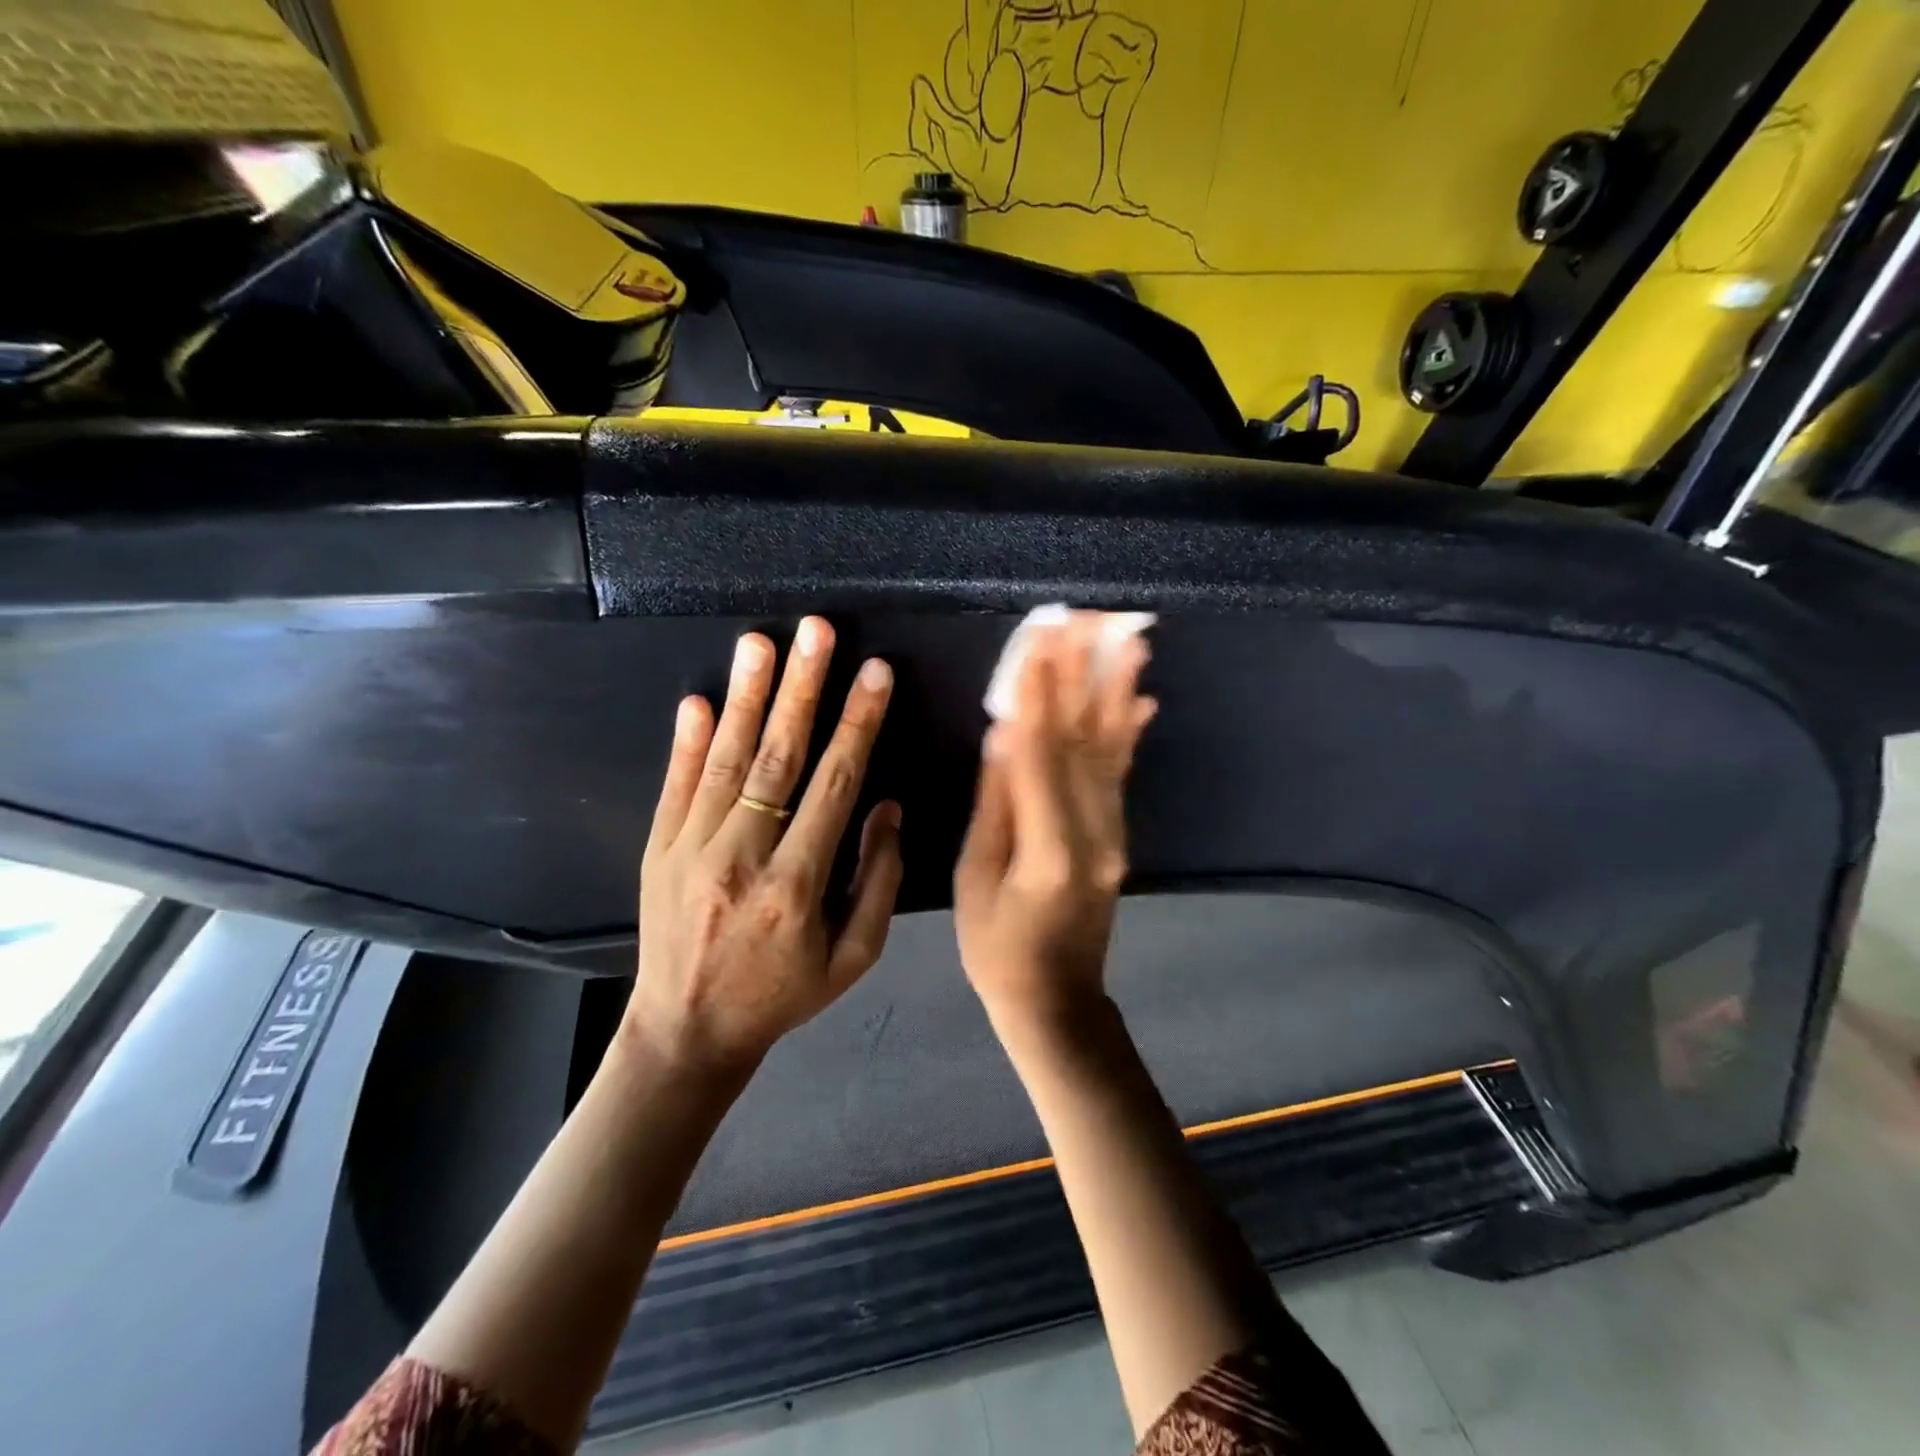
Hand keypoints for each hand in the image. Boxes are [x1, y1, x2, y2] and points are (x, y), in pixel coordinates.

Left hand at [626, 618, 904, 1073]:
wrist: (686, 1033)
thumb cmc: (782, 995)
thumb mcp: (853, 958)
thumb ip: (878, 881)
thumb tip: (887, 806)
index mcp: (796, 886)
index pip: (834, 786)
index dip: (857, 725)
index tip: (874, 673)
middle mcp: (741, 858)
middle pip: (777, 758)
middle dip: (803, 689)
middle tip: (817, 631)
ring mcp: (691, 850)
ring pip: (724, 761)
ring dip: (745, 697)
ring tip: (760, 642)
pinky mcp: (658, 850)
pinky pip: (675, 786)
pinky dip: (687, 741)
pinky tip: (699, 699)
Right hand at [954, 614, 1156, 1027]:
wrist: (1057, 1002)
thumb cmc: (998, 948)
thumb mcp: (976, 878)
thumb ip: (994, 804)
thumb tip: (1003, 734)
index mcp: (1050, 849)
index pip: (1042, 755)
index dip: (1040, 695)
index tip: (1040, 641)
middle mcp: (1095, 834)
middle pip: (1085, 741)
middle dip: (1081, 676)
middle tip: (1083, 621)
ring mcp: (1114, 835)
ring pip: (1112, 751)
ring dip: (1117, 692)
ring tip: (1128, 641)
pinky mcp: (1118, 837)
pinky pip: (1122, 776)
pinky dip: (1131, 733)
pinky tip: (1142, 699)